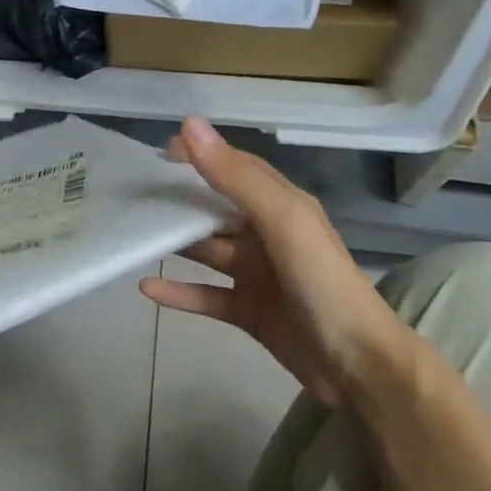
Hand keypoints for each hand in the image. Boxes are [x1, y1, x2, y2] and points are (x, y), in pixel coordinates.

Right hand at [140, 118, 416, 403]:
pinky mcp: (248, 311)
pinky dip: (178, 291)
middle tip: (134, 195)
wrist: (357, 365)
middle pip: (215, 210)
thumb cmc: (322, 283)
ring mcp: (257, 275)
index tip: (159, 152)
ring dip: (175, 243)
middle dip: (180, 200)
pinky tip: (146, 287)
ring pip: (207, 251)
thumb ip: (236, 177)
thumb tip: (190, 126)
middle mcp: (267, 235)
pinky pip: (205, 295)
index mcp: (282, 206)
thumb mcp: (283, 222)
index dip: (202, 155)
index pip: (236, 168)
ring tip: (133, 235)